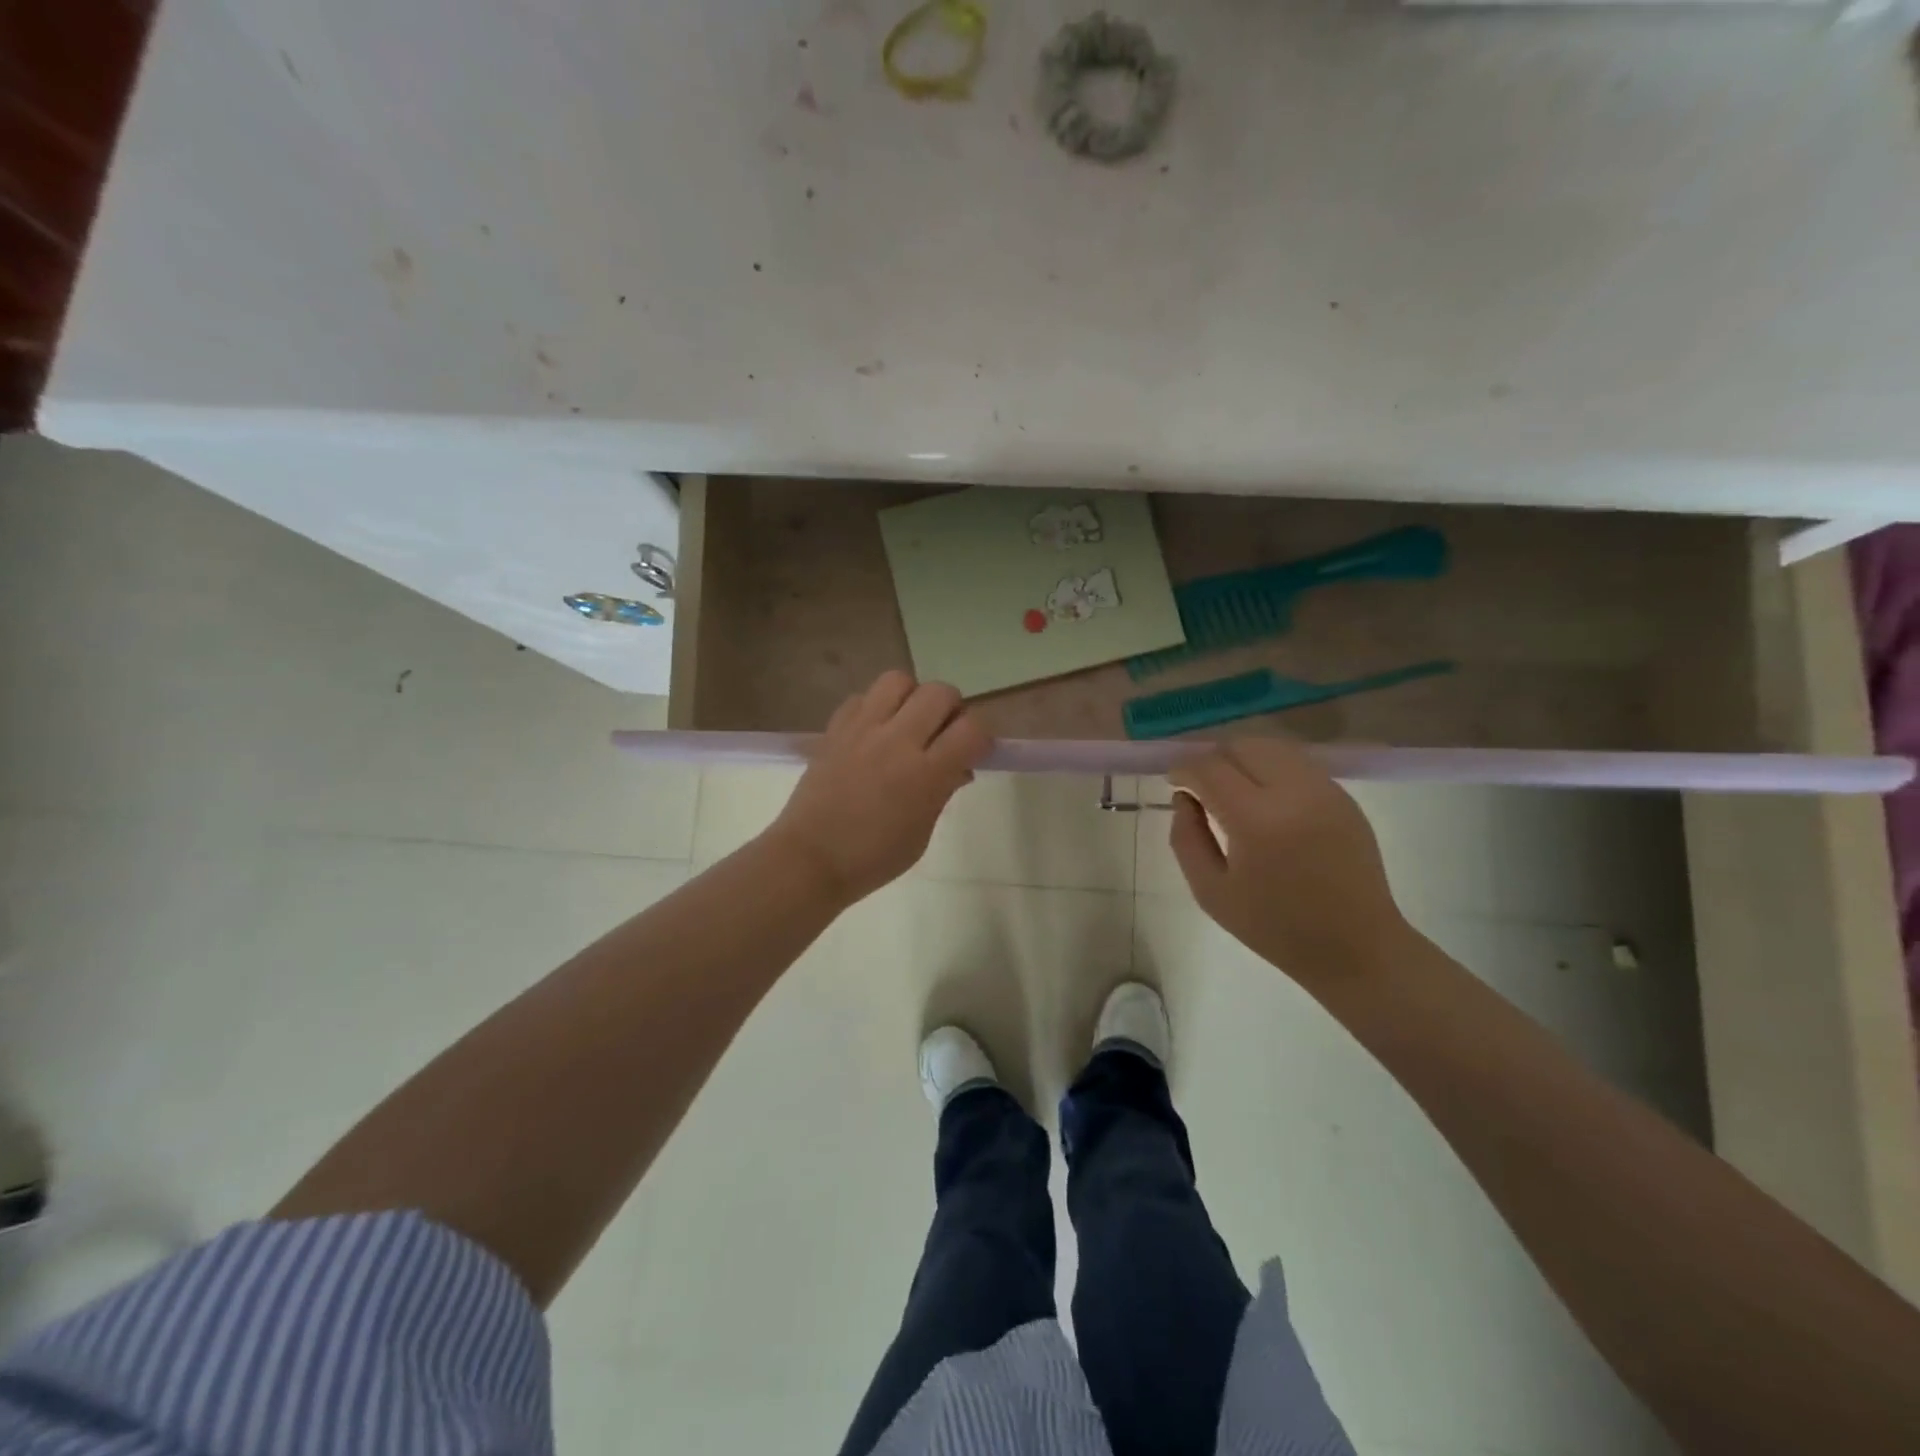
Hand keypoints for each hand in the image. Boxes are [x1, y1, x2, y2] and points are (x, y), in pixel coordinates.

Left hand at [766, 671, 991, 903]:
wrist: (809, 858)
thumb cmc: (873, 858)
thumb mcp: (922, 833)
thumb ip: (943, 791)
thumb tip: (959, 767)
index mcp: (925, 774)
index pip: (971, 729)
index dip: (981, 738)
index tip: (974, 752)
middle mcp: (896, 741)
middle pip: (939, 692)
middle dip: (951, 709)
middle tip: (943, 733)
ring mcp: (862, 730)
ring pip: (898, 680)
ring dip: (912, 697)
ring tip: (907, 723)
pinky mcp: (835, 728)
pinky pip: (862, 697)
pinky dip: (875, 707)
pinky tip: (874, 732)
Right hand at [1167, 739, 1411, 985]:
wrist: (1355, 946)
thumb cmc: (1274, 927)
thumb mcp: (1211, 891)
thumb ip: (1186, 838)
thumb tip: (1183, 798)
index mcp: (1256, 821)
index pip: (1209, 769)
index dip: (1184, 770)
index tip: (1175, 783)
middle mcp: (1293, 793)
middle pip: (1241, 746)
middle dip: (1213, 758)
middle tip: (1202, 785)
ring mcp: (1324, 790)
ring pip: (1271, 747)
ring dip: (1243, 758)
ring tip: (1232, 787)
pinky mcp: (1344, 796)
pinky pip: (1297, 764)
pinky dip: (1271, 768)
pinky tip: (1265, 798)